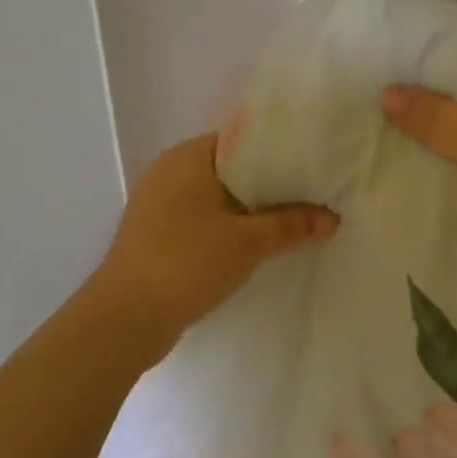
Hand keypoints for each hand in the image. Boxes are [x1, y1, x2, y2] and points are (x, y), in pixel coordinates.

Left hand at [89, 134, 337, 354]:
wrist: (124, 319)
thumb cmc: (187, 262)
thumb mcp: (248, 242)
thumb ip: (292, 225)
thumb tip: (332, 217)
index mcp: (189, 155)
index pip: (242, 138)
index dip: (278, 150)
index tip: (311, 163)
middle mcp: (169, 170)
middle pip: (230, 167)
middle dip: (267, 182)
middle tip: (309, 192)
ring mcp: (157, 202)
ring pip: (215, 195)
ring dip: (247, 208)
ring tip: (290, 219)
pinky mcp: (154, 233)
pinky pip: (200, 218)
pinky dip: (225, 226)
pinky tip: (253, 244)